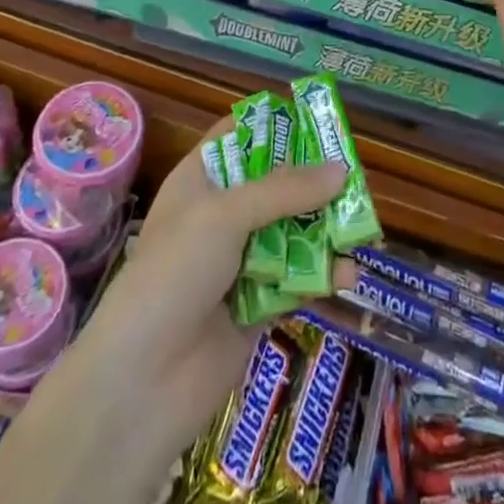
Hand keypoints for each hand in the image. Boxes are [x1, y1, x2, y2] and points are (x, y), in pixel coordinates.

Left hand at [68, 117, 346, 457]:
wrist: (142, 382)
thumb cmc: (174, 273)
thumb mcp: (226, 216)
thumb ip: (284, 191)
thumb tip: (341, 171)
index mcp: (201, 181)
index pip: (238, 138)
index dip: (274, 127)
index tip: (318, 121)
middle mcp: (221, 216)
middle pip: (275, 185)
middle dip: (313, 181)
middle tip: (354, 176)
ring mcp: (239, 262)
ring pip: (291, 232)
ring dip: (324, 229)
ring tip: (361, 225)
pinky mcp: (257, 306)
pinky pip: (297, 279)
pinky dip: (322, 274)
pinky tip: (348, 273)